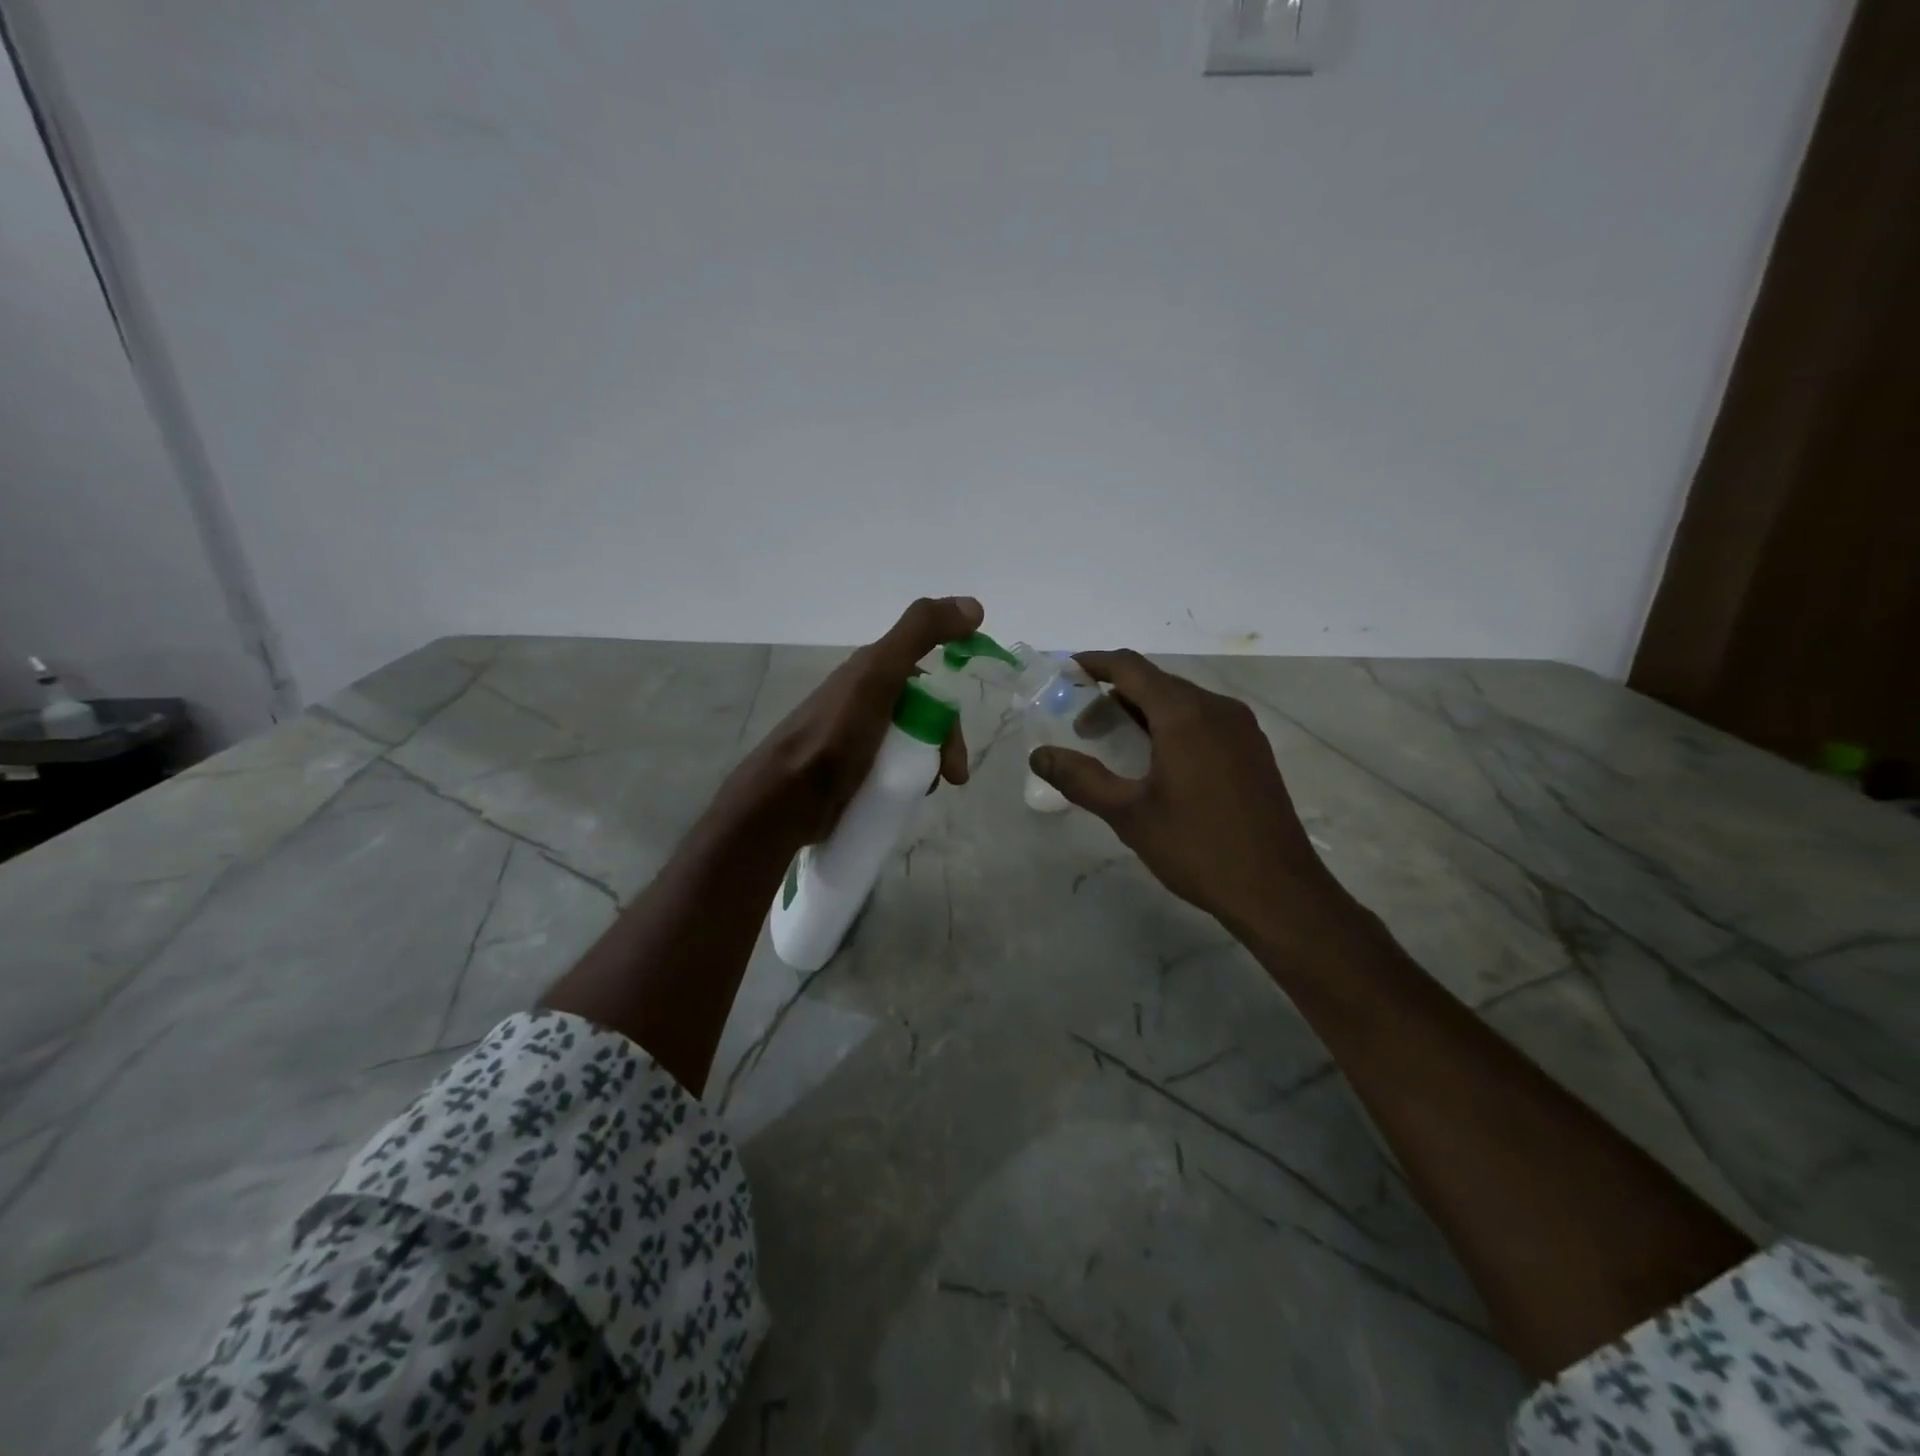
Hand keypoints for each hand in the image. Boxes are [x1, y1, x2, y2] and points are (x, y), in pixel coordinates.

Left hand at [729, 596, 982, 845]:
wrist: (785, 800)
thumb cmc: (835, 735)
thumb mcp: (878, 674)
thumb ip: (920, 633)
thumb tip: (973, 606)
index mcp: (871, 673)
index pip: (928, 680)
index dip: (948, 704)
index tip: (959, 735)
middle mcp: (866, 702)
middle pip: (924, 717)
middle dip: (944, 743)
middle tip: (953, 775)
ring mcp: (858, 740)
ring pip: (911, 746)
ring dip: (929, 766)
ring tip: (927, 790)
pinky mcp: (853, 773)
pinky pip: (894, 771)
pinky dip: (908, 782)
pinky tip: (908, 797)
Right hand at [1029, 650, 1352, 936]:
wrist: (1278, 891)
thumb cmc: (1198, 848)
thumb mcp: (1129, 814)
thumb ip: (1081, 779)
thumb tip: (1038, 755)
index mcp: (1185, 715)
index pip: (1131, 667)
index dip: (1095, 663)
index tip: (1066, 673)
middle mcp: (1217, 708)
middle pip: (1156, 683)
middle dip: (1114, 696)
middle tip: (1083, 730)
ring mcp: (1241, 729)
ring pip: (1181, 702)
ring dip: (1142, 713)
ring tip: (1115, 747)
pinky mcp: (1253, 750)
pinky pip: (1203, 720)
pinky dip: (1171, 726)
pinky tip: (1158, 763)